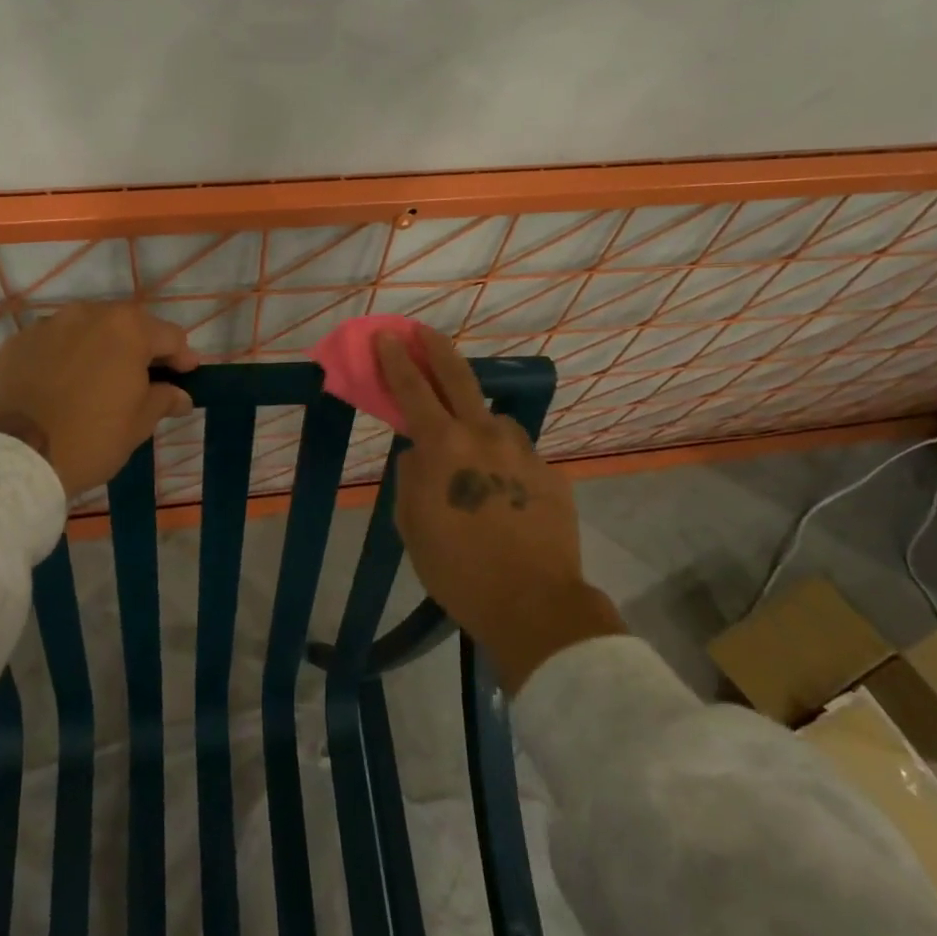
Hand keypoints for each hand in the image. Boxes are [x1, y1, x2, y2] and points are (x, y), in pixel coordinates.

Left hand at [0, 302, 198, 499]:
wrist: (16, 458)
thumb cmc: (91, 439)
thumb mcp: (138, 424)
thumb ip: (163, 400)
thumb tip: (180, 396)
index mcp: (127, 329)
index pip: (169, 336)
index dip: (182, 357)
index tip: (186, 376)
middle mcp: (88, 314)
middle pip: (127, 325)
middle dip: (140, 348)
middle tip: (145, 377)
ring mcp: (48, 325)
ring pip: (87, 330)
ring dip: (101, 348)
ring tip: (101, 378)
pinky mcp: (17, 342)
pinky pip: (53, 343)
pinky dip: (65, 357)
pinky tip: (63, 384)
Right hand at [375, 327, 623, 692]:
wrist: (533, 603)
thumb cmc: (457, 568)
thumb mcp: (412, 524)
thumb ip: (412, 476)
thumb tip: (421, 454)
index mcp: (444, 446)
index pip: (413, 389)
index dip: (396, 359)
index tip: (386, 335)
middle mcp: (485, 435)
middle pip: (458, 377)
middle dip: (436, 349)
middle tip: (423, 332)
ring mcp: (523, 451)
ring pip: (494, 421)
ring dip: (477, 423)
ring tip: (472, 454)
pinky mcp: (550, 473)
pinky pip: (518, 456)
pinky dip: (504, 463)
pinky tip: (503, 493)